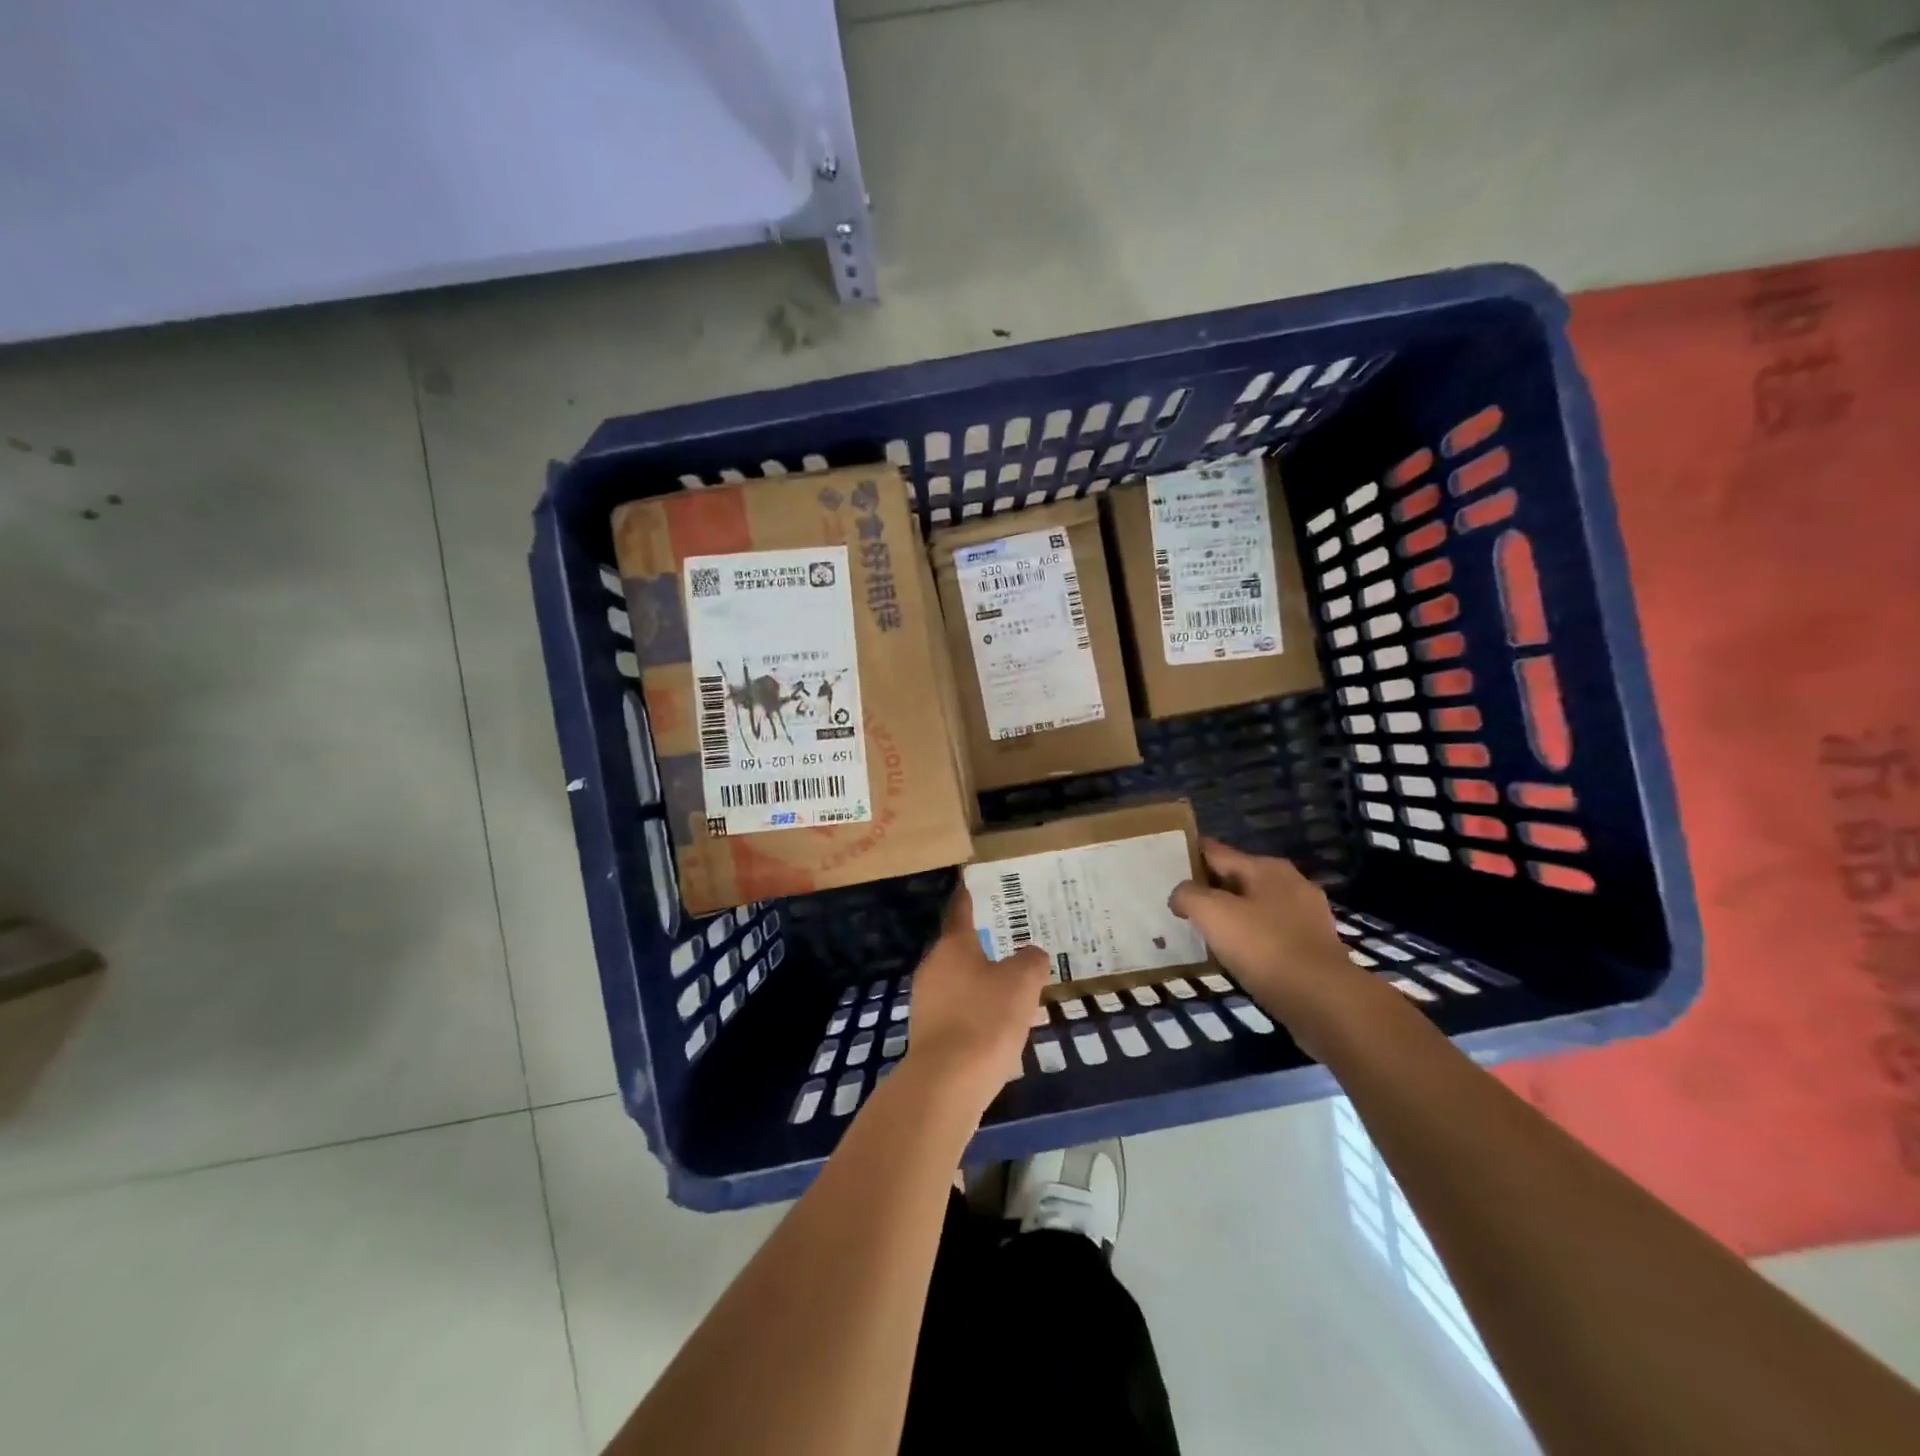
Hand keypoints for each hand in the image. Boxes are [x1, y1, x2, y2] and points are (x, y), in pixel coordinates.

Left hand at [903, 886, 1049, 1117]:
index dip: (971, 896)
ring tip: (1013, 988)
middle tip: (1015, 943)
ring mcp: (926, 1001)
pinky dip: (976, 1011)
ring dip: (982, 982)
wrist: (946, 1083)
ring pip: (959, 981)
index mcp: (953, 945)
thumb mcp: (1022, 983)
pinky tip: (998, 1026)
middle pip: (960, 947)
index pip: (961, 909)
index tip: (979, 884)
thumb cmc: (985, 1019)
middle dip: (985, 946)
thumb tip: (1031, 955)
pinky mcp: (928, 1033)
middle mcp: (933, 966)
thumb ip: (1031, 961)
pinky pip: (957, 1010)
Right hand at [1168, 839, 1380, 1056]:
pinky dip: (1250, 940)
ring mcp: (1307, 916)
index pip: (1217, 851)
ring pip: (1255, 908)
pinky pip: (1270, 935)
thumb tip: (1180, 895)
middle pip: (1237, 878)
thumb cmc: (1264, 947)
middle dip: (1209, 888)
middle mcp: (1290, 884)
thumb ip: (1189, 895)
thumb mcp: (1212, 914)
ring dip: (1230, 916)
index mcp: (1266, 868)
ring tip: (1202, 931)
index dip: (1189, 854)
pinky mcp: (1313, 948)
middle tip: (1178, 902)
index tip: (1164, 864)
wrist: (1324, 1000)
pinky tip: (1234, 956)